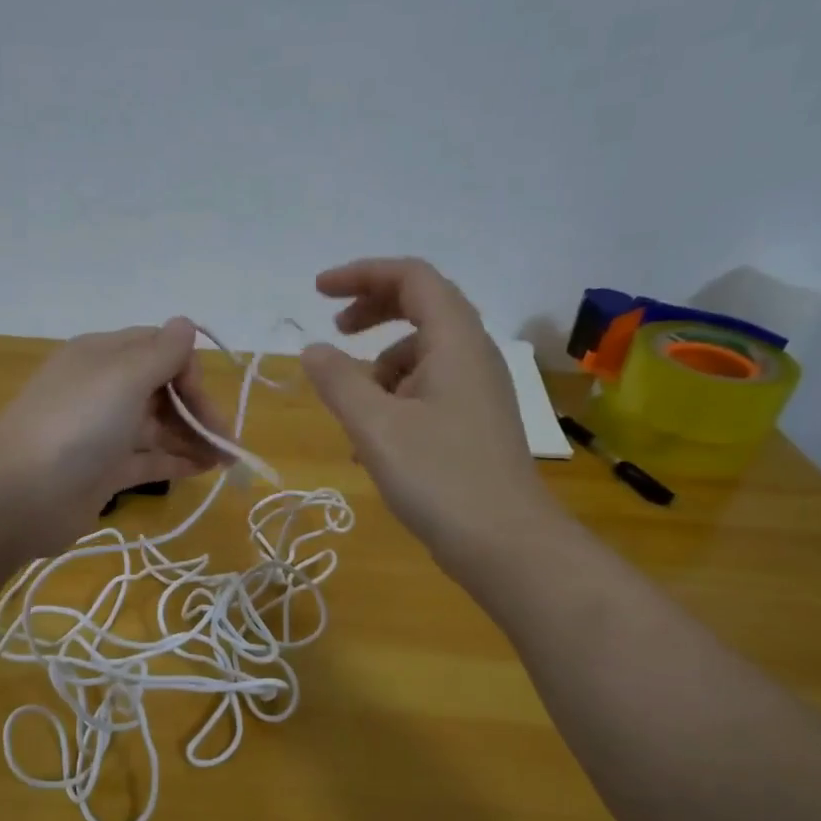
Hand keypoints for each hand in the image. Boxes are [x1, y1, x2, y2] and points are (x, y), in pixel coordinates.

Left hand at [0, 319, 231, 554]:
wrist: (21, 496)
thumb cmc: (77, 425)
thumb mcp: (123, 376)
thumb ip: (161, 352)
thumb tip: (185, 323)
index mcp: (102, 356)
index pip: (158, 348)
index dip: (188, 370)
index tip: (204, 401)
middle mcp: (102, 389)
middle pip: (162, 389)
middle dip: (198, 409)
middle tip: (226, 440)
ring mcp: (102, 433)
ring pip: (158, 426)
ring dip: (194, 437)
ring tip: (227, 460)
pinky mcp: (103, 471)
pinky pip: (148, 459)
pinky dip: (177, 462)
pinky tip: (206, 470)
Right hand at [300, 258, 560, 570]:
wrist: (507, 545)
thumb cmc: (440, 478)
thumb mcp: (375, 426)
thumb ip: (338, 381)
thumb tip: (312, 349)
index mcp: (455, 341)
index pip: (411, 277)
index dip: (362, 275)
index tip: (318, 293)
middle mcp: (472, 355)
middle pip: (421, 308)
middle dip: (372, 313)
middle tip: (334, 332)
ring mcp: (477, 391)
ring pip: (421, 356)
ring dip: (378, 369)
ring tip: (349, 412)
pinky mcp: (473, 423)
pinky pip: (427, 391)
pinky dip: (393, 400)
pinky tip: (371, 443)